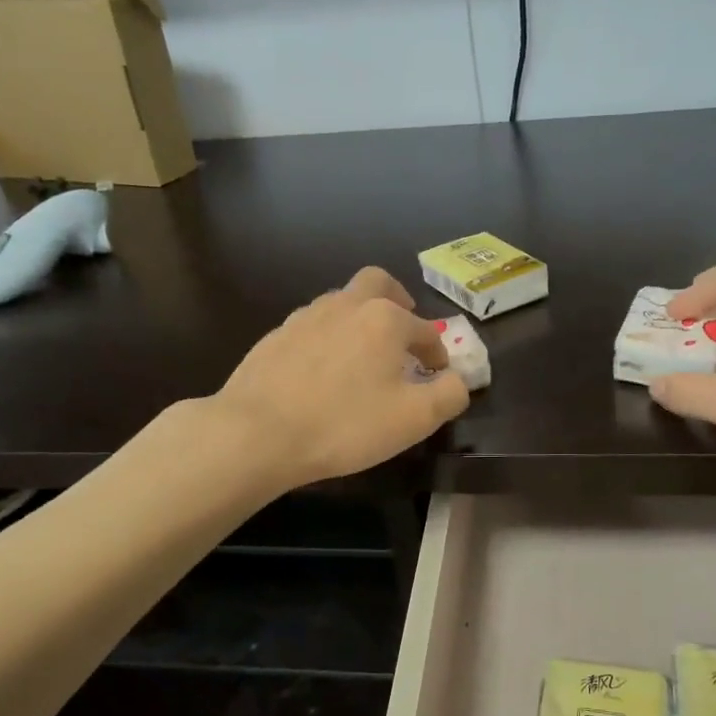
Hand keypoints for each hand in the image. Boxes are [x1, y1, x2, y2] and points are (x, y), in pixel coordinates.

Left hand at [214, 267, 469, 487]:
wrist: (258, 432)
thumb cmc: (345, 424)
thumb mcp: (414, 419)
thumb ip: (448, 395)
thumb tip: (457, 380)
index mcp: (385, 320)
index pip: (425, 330)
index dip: (437, 353)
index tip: (437, 374)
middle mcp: (346, 306)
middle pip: (378, 283)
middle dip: (397, 300)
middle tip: (402, 326)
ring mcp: (306, 317)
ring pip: (341, 302)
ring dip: (359, 318)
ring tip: (362, 354)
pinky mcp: (276, 336)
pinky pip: (312, 326)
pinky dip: (328, 338)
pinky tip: (322, 370)